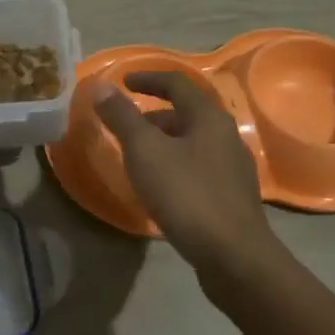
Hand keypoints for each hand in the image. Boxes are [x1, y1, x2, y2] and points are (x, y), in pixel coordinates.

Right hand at [89, 71, 285, 279]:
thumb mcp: (145, 152)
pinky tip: (162, 188)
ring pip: (194, 142)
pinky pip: (199, 167)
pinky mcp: (233, 196)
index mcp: (208, 117)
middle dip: (154, 115)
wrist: (234, 256)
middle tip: (126, 127)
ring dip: (166, 142)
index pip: (177, 83)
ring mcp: (234, 167)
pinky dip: (176, 165)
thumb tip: (100, 85)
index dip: (148, 79)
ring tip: (139, 159)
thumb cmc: (187, 195)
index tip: (123, 82)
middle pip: (187, 113)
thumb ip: (122, 116)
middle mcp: (226, 135)